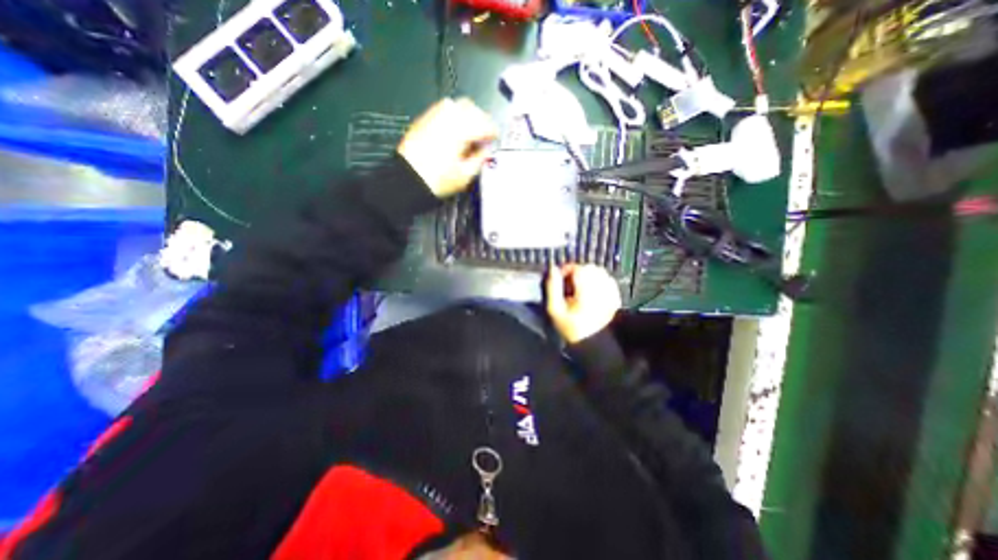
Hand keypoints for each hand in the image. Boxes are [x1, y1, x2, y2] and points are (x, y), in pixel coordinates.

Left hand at [398, 96, 499, 196]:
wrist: (408, 179)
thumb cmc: (437, 180)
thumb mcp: (465, 175)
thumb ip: (480, 159)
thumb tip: (485, 150)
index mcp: (461, 129)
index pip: (485, 123)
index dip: (493, 133)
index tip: (494, 140)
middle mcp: (448, 116)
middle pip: (472, 108)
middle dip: (481, 121)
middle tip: (483, 137)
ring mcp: (434, 114)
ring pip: (457, 105)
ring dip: (467, 117)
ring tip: (469, 134)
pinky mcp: (425, 118)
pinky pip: (444, 110)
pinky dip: (453, 117)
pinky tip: (454, 132)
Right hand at [550, 263, 621, 344]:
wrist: (591, 343)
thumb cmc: (569, 327)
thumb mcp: (554, 309)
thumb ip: (552, 287)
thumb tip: (553, 269)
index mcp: (586, 293)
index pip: (579, 269)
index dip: (567, 269)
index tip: (560, 277)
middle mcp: (601, 291)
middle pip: (590, 268)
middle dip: (578, 271)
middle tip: (569, 283)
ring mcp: (610, 294)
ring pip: (600, 272)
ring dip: (589, 274)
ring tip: (580, 286)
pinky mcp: (615, 298)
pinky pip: (609, 280)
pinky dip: (600, 280)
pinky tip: (593, 289)